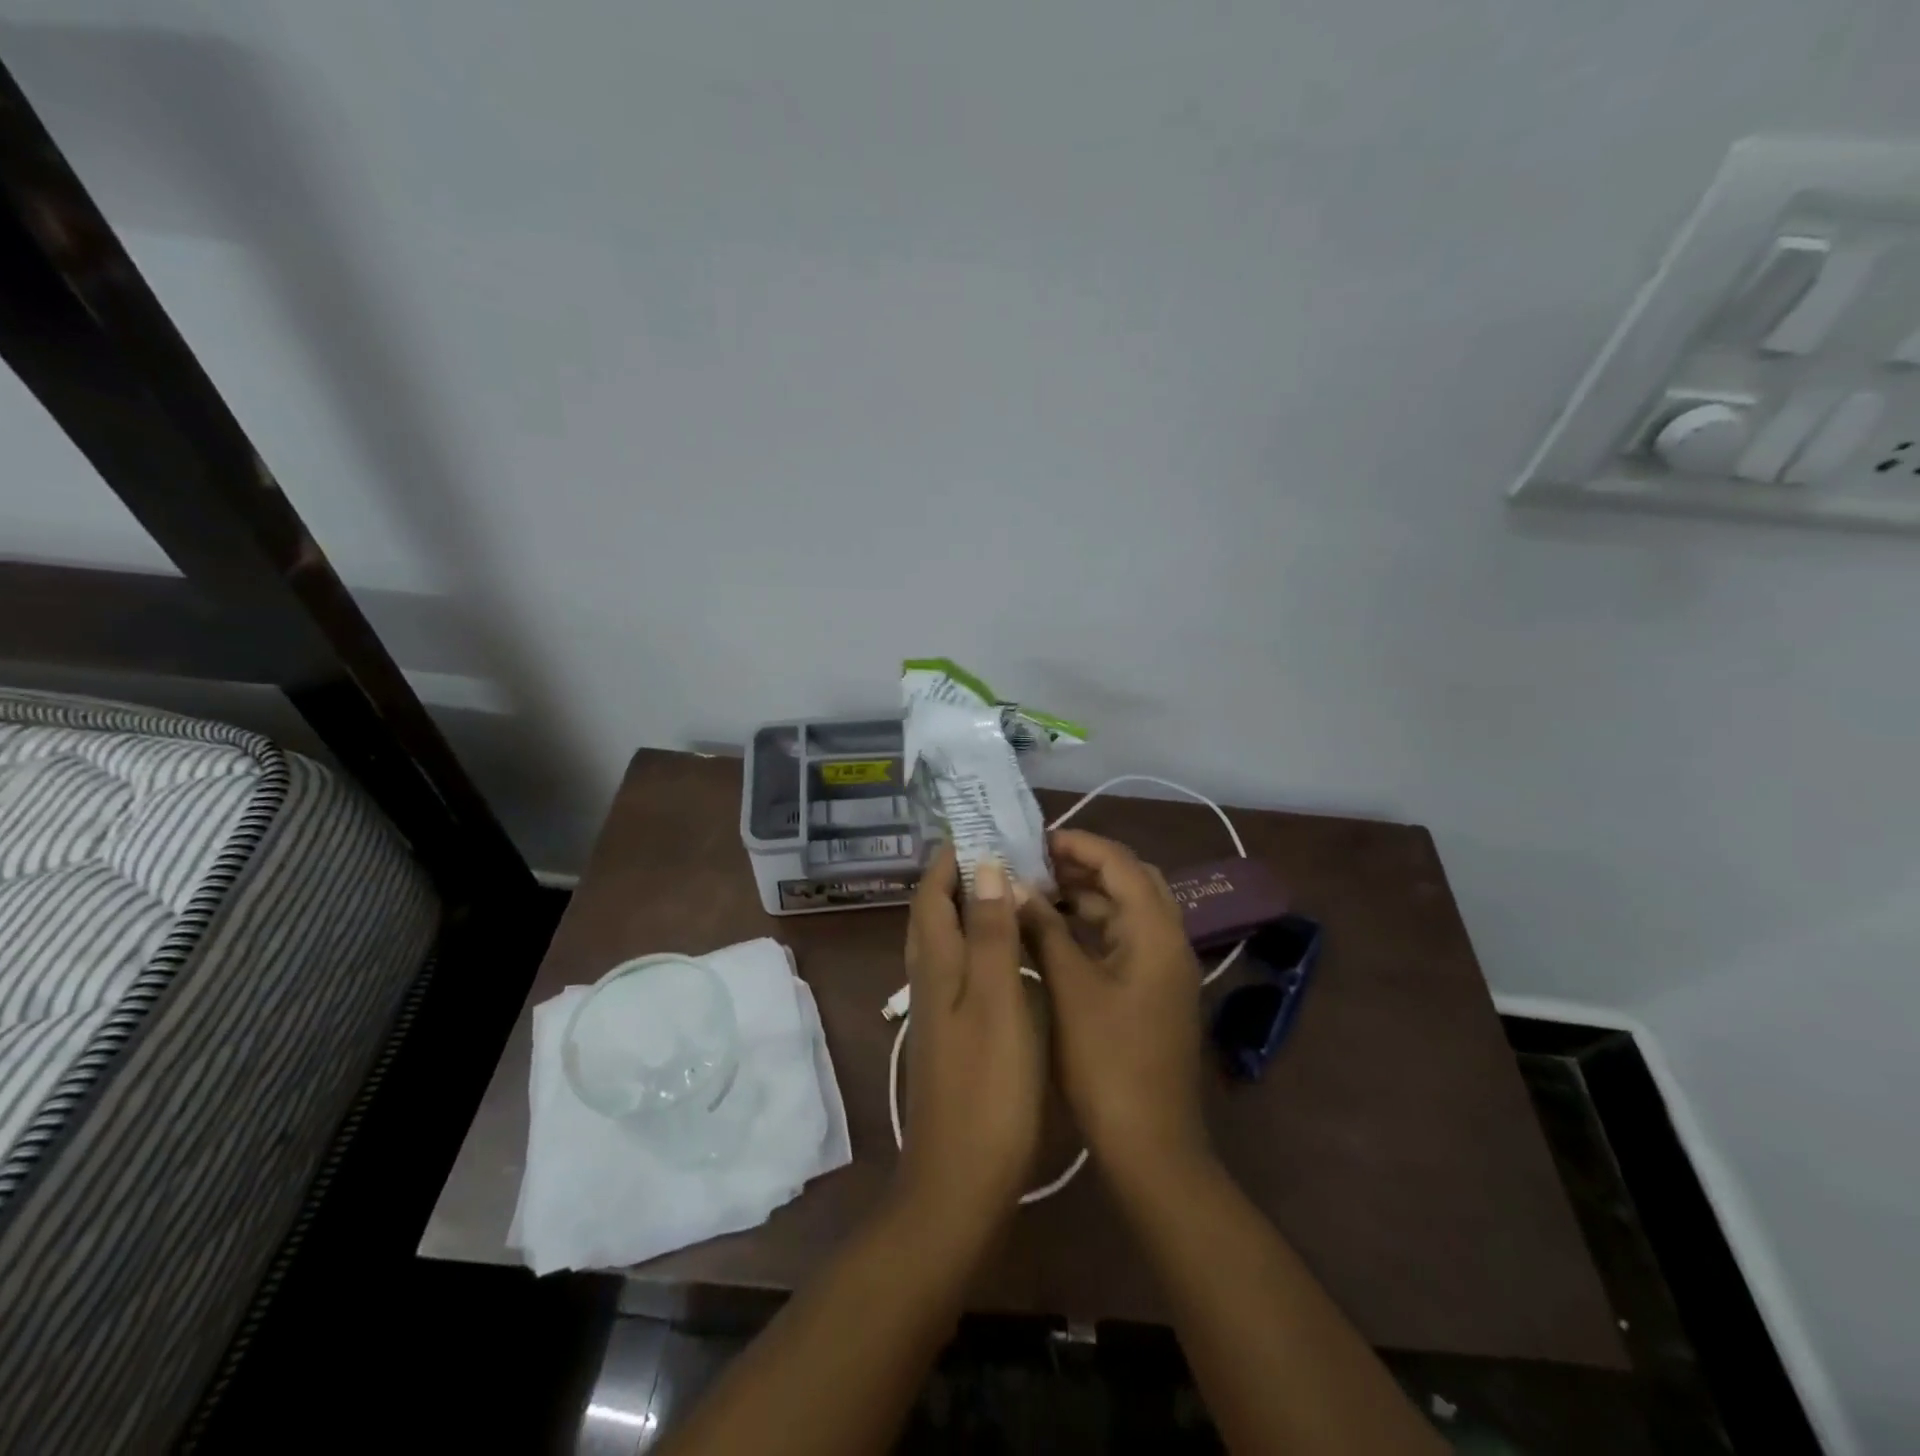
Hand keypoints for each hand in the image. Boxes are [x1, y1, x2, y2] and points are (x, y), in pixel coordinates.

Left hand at [896, 849, 1045, 1240]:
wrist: (959, 1181)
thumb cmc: (988, 1089)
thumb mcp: (998, 1003)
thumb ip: (990, 935)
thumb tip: (984, 867)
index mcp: (937, 965)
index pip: (932, 894)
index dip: (948, 858)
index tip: (976, 827)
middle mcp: (928, 980)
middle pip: (930, 914)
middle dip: (952, 877)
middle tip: (994, 851)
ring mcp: (935, 1010)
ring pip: (940, 942)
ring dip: (962, 908)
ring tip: (1000, 889)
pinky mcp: (948, 1035)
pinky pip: (954, 968)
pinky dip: (972, 942)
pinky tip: (998, 953)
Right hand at [1018, 830, 1210, 1190]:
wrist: (1150, 1146)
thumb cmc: (1107, 1062)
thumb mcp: (1069, 988)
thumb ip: (1044, 930)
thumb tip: (1015, 885)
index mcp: (1156, 932)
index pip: (1121, 863)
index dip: (1080, 844)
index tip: (1036, 840)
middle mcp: (1169, 941)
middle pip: (1131, 882)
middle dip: (1086, 866)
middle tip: (1038, 864)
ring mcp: (1164, 970)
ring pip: (1128, 913)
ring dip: (1088, 897)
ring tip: (1039, 892)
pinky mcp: (1154, 993)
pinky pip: (1125, 941)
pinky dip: (1093, 929)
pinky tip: (1056, 935)